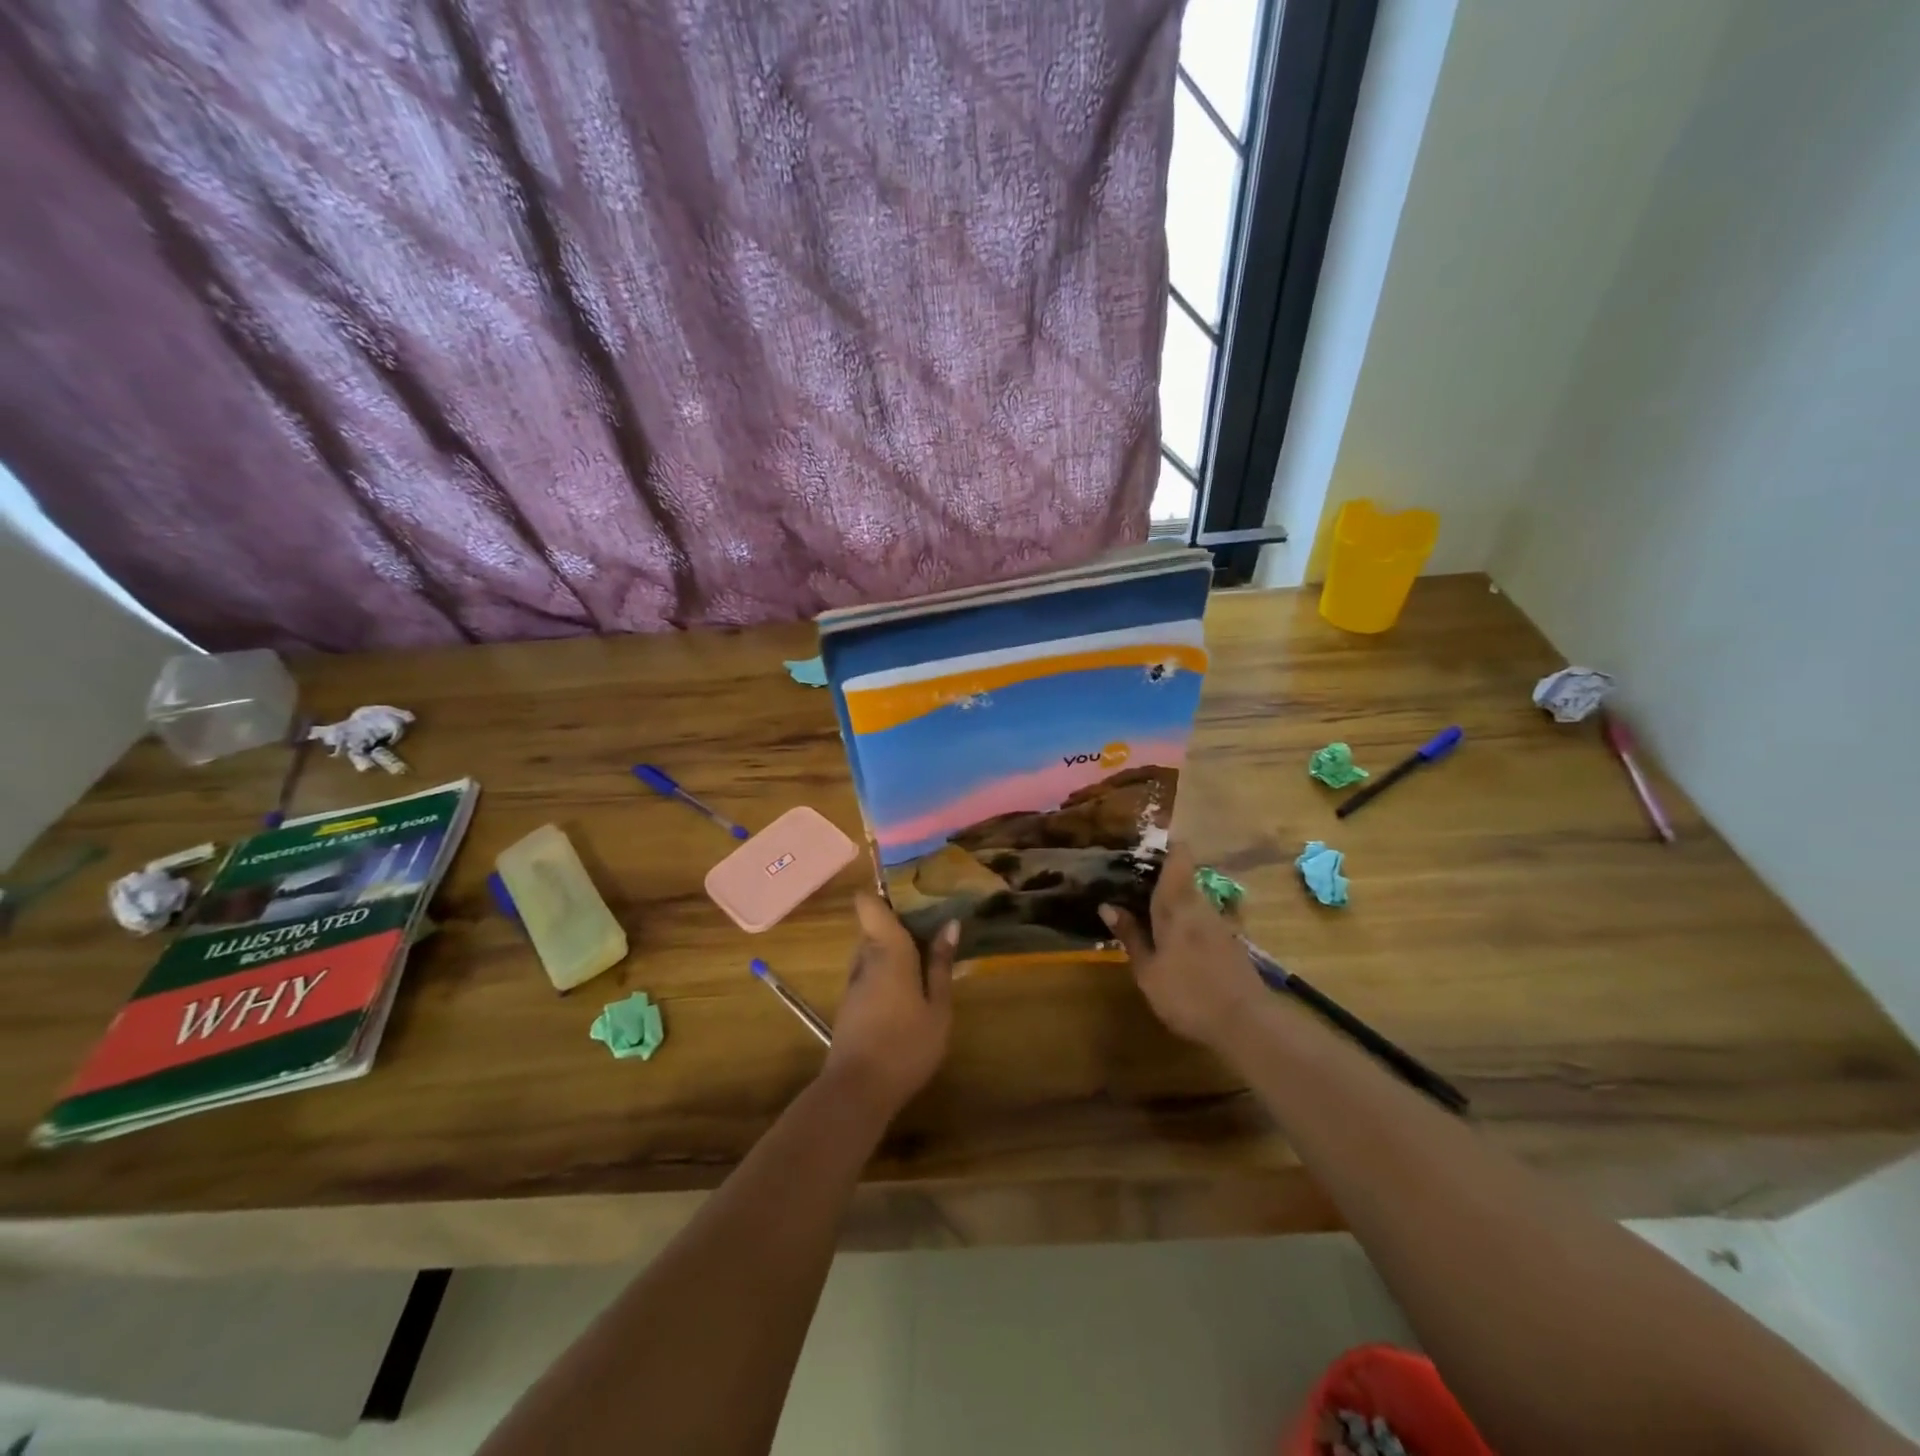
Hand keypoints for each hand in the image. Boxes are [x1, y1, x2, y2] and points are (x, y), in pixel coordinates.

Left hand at [823, 894, 956, 1118]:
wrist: (856, 1091)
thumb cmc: (905, 1045)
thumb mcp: (937, 1008)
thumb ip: (941, 965)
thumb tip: (950, 924)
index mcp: (887, 950)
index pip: (869, 903)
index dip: (885, 891)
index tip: (913, 888)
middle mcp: (865, 957)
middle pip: (874, 924)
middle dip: (900, 920)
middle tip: (934, 920)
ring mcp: (854, 981)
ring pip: (871, 948)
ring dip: (894, 946)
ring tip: (928, 950)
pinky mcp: (851, 1003)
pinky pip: (869, 969)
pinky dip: (888, 967)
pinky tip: (911, 984)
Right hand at [1101, 844, 1261, 1047]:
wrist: (1247, 1025)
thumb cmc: (1188, 994)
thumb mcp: (1148, 970)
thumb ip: (1130, 936)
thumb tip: (1107, 905)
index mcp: (1177, 904)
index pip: (1178, 857)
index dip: (1165, 844)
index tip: (1143, 844)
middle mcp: (1200, 904)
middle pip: (1183, 876)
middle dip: (1160, 875)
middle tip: (1131, 880)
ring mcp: (1220, 923)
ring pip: (1192, 897)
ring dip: (1172, 898)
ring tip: (1145, 907)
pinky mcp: (1231, 942)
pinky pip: (1202, 917)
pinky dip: (1185, 918)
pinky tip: (1172, 936)